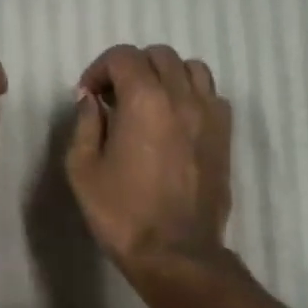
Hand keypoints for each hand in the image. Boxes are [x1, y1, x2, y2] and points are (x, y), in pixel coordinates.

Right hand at [65, 44, 232, 276]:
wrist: (175, 252)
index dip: (99, 69)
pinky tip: (176, 120)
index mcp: (144, 100)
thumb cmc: (122, 213)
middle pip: (159, 55)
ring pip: (191, 68)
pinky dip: (192, 95)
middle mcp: (182, 96)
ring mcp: (210, 114)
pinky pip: (212, 94)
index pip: (123, 57)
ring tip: (149, 102)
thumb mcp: (83, 169)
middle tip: (114, 98)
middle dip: (131, 68)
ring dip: (166, 75)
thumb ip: (84, 124)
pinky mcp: (225, 135)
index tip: (88, 96)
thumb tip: (90, 99)